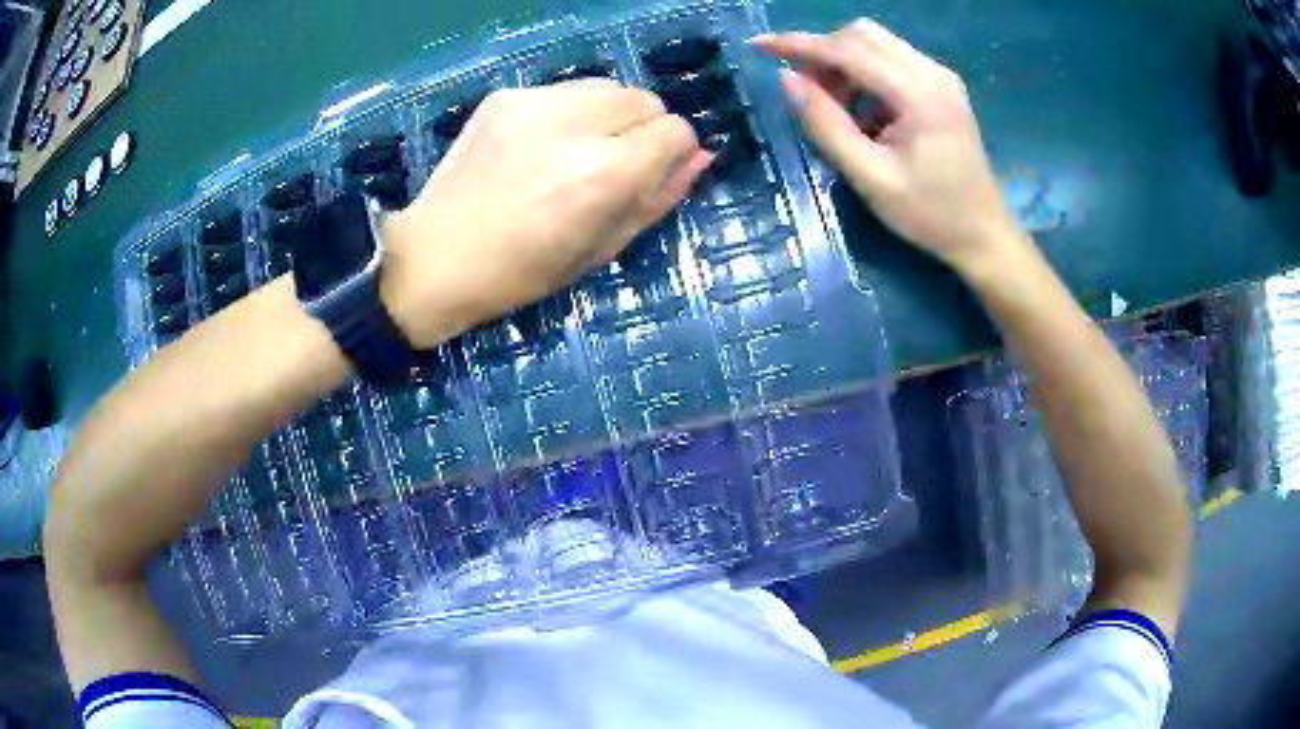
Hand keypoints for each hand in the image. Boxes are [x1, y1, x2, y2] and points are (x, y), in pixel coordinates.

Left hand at [380, 80, 711, 347]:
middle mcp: (575, 125)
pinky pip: (564, 91)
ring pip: (607, 87)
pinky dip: (568, 113)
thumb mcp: (601, 249)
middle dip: (642, 129)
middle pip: (645, 99)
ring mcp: (534, 103)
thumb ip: (658, 198)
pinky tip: (538, 146)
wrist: (433, 258)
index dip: (672, 153)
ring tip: (575, 153)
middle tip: (610, 166)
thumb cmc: (521, 272)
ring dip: (608, 116)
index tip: (651, 174)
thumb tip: (701, 157)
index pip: (676, 130)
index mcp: (604, 173)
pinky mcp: (505, 96)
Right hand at [754, 21, 1026, 274]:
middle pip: (862, 35)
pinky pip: (891, 61)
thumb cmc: (931, 214)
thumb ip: (826, 125)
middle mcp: (932, 72)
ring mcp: (940, 77)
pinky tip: (864, 114)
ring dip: (844, 64)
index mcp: (919, 94)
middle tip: (806, 92)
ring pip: (876, 44)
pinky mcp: (941, 87)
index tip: (760, 45)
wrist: (984, 235)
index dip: (800, 44)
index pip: (848, 49)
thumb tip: (787, 80)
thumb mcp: (871, 177)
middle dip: (824, 53)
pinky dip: (865, 75)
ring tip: (835, 109)